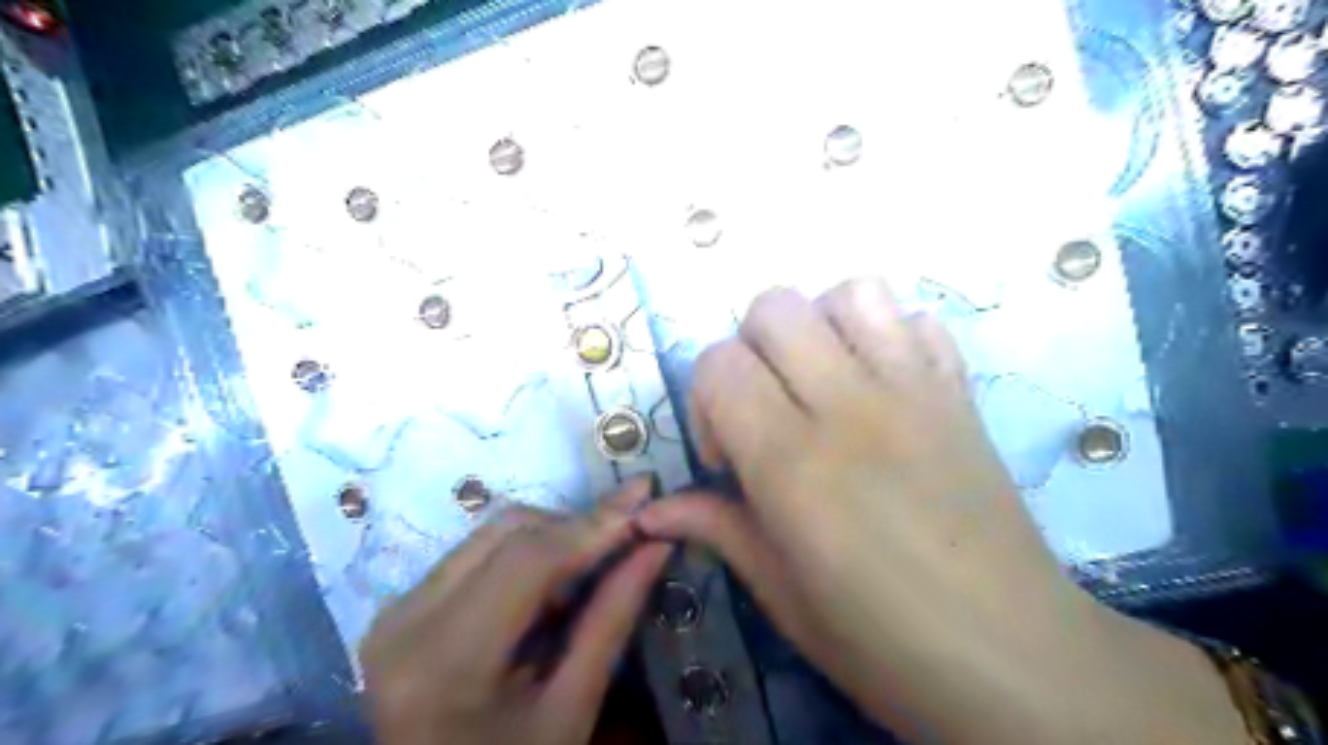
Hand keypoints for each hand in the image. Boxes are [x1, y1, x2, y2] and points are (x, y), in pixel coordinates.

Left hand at [362, 478, 670, 744]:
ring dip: (551, 536)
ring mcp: (395, 609)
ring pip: (491, 533)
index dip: (592, 525)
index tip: (644, 501)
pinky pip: (474, 552)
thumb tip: (655, 545)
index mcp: (446, 661)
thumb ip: (612, 619)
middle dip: (575, 526)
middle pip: (507, 532)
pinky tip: (552, 582)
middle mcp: (406, 619)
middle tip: (627, 535)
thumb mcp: (572, 709)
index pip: (528, 558)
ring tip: (592, 564)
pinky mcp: (400, 606)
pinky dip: (524, 553)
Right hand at [634, 279, 1244, 744]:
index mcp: (793, 462)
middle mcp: (850, 405)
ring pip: (852, 292)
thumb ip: (716, 528)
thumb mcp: (781, 594)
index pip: (719, 363)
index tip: (729, 458)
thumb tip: (652, 510)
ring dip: (820, 326)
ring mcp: (915, 389)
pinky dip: (889, 334)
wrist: (1014, 657)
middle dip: (752, 351)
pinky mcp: (960, 392)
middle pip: (775, 307)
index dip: (705, 402)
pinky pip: (919, 319)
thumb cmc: (882, 643)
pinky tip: (882, 385)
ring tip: (823, 382)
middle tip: (769, 410)